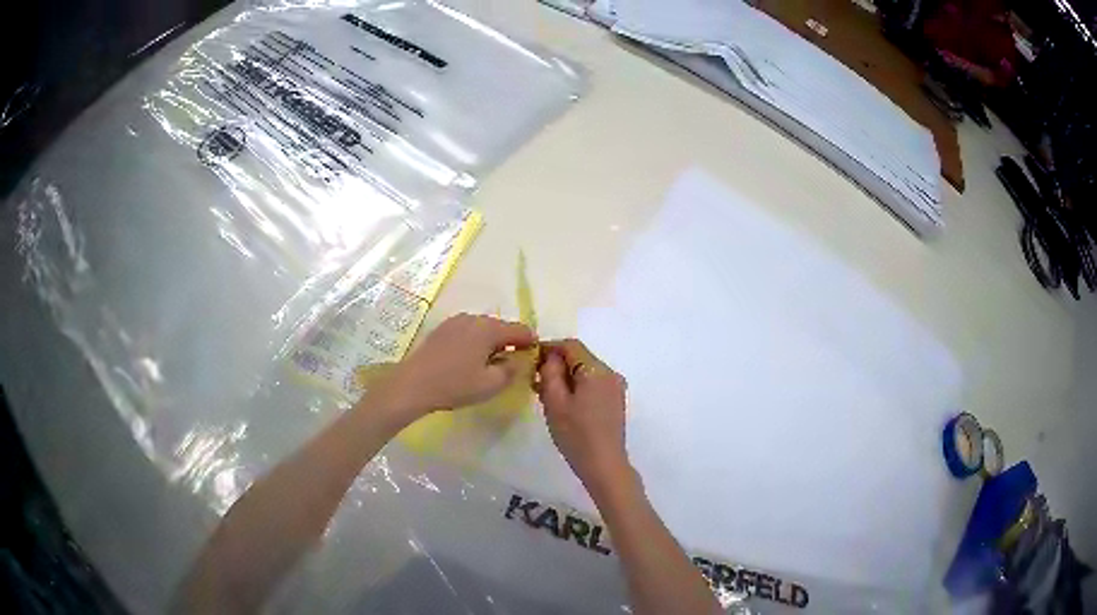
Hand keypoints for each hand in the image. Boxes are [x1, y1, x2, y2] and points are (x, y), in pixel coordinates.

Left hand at [377, 314, 535, 422]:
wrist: (412, 385)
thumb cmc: (454, 385)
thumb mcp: (491, 384)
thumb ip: (512, 369)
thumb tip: (520, 359)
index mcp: (489, 329)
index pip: (521, 330)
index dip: (532, 343)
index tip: (536, 358)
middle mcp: (474, 318)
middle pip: (501, 327)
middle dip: (511, 343)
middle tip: (514, 366)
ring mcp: (455, 322)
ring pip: (484, 330)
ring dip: (492, 343)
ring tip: (491, 365)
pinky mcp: (442, 330)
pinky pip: (468, 333)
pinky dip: (476, 343)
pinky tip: (470, 362)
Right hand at [537, 339, 630, 487]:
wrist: (604, 464)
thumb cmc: (576, 434)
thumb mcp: (555, 402)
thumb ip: (551, 373)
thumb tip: (550, 357)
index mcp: (597, 370)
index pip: (571, 346)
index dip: (549, 347)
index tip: (530, 359)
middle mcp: (610, 373)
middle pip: (580, 357)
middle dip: (556, 364)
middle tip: (534, 379)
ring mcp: (615, 388)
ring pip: (586, 372)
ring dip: (566, 377)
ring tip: (544, 393)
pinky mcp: (615, 401)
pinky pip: (593, 384)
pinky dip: (577, 387)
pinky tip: (562, 402)